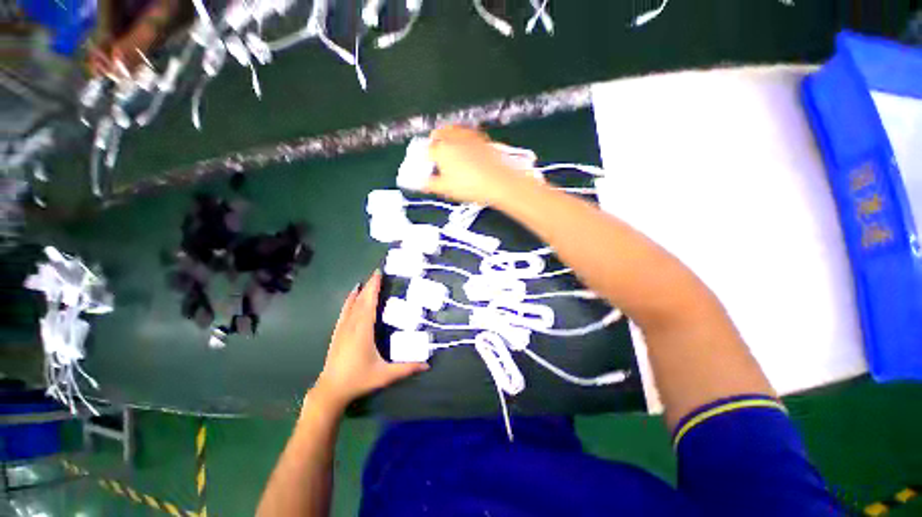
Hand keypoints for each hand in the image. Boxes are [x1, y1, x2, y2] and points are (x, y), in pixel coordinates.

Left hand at [312, 271, 428, 410]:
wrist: (331, 390)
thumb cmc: (359, 379)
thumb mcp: (385, 375)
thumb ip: (407, 368)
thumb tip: (428, 364)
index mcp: (363, 331)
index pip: (369, 304)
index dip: (374, 288)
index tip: (378, 274)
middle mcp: (352, 325)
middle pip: (361, 300)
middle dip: (369, 285)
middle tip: (377, 273)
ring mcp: (342, 329)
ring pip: (351, 304)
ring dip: (360, 291)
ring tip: (366, 281)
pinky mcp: (337, 333)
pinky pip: (344, 311)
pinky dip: (349, 300)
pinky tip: (351, 296)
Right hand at [426, 125, 530, 204]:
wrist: (497, 182)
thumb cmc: (470, 186)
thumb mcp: (446, 189)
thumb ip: (430, 184)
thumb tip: (421, 183)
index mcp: (441, 150)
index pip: (427, 150)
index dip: (426, 157)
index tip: (427, 163)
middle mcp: (453, 139)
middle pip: (439, 133)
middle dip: (435, 140)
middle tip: (435, 150)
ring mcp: (468, 137)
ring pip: (454, 129)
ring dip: (448, 134)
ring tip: (449, 145)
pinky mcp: (482, 139)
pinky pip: (468, 133)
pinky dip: (463, 137)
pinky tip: (467, 146)